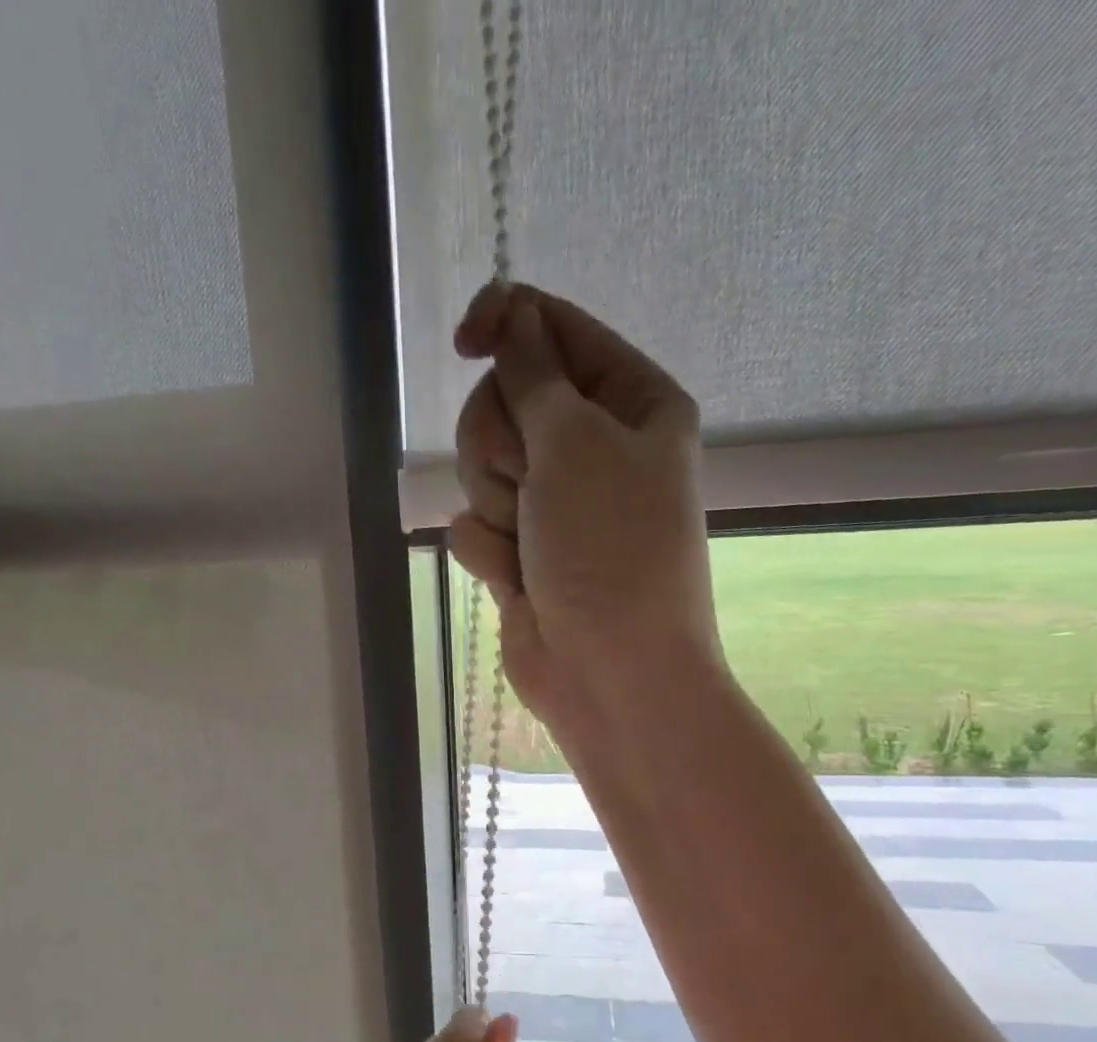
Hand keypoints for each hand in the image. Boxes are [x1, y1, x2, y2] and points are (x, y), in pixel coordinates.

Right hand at [449, 284, 718, 736]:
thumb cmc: (609, 550)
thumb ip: (533, 373)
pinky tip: (519, 581)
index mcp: (631, 402)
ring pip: (479, 466)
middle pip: (504, 399)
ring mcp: (552, 504)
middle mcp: (593, 447)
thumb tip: (511, 312)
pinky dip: (489, 551)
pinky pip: (473, 525)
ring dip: (495, 502)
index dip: (507, 322)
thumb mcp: (575, 443)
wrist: (611, 674)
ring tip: (529, 542)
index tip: (465, 339)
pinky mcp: (520, 552)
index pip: (555, 330)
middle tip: (529, 482)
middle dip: (501, 442)